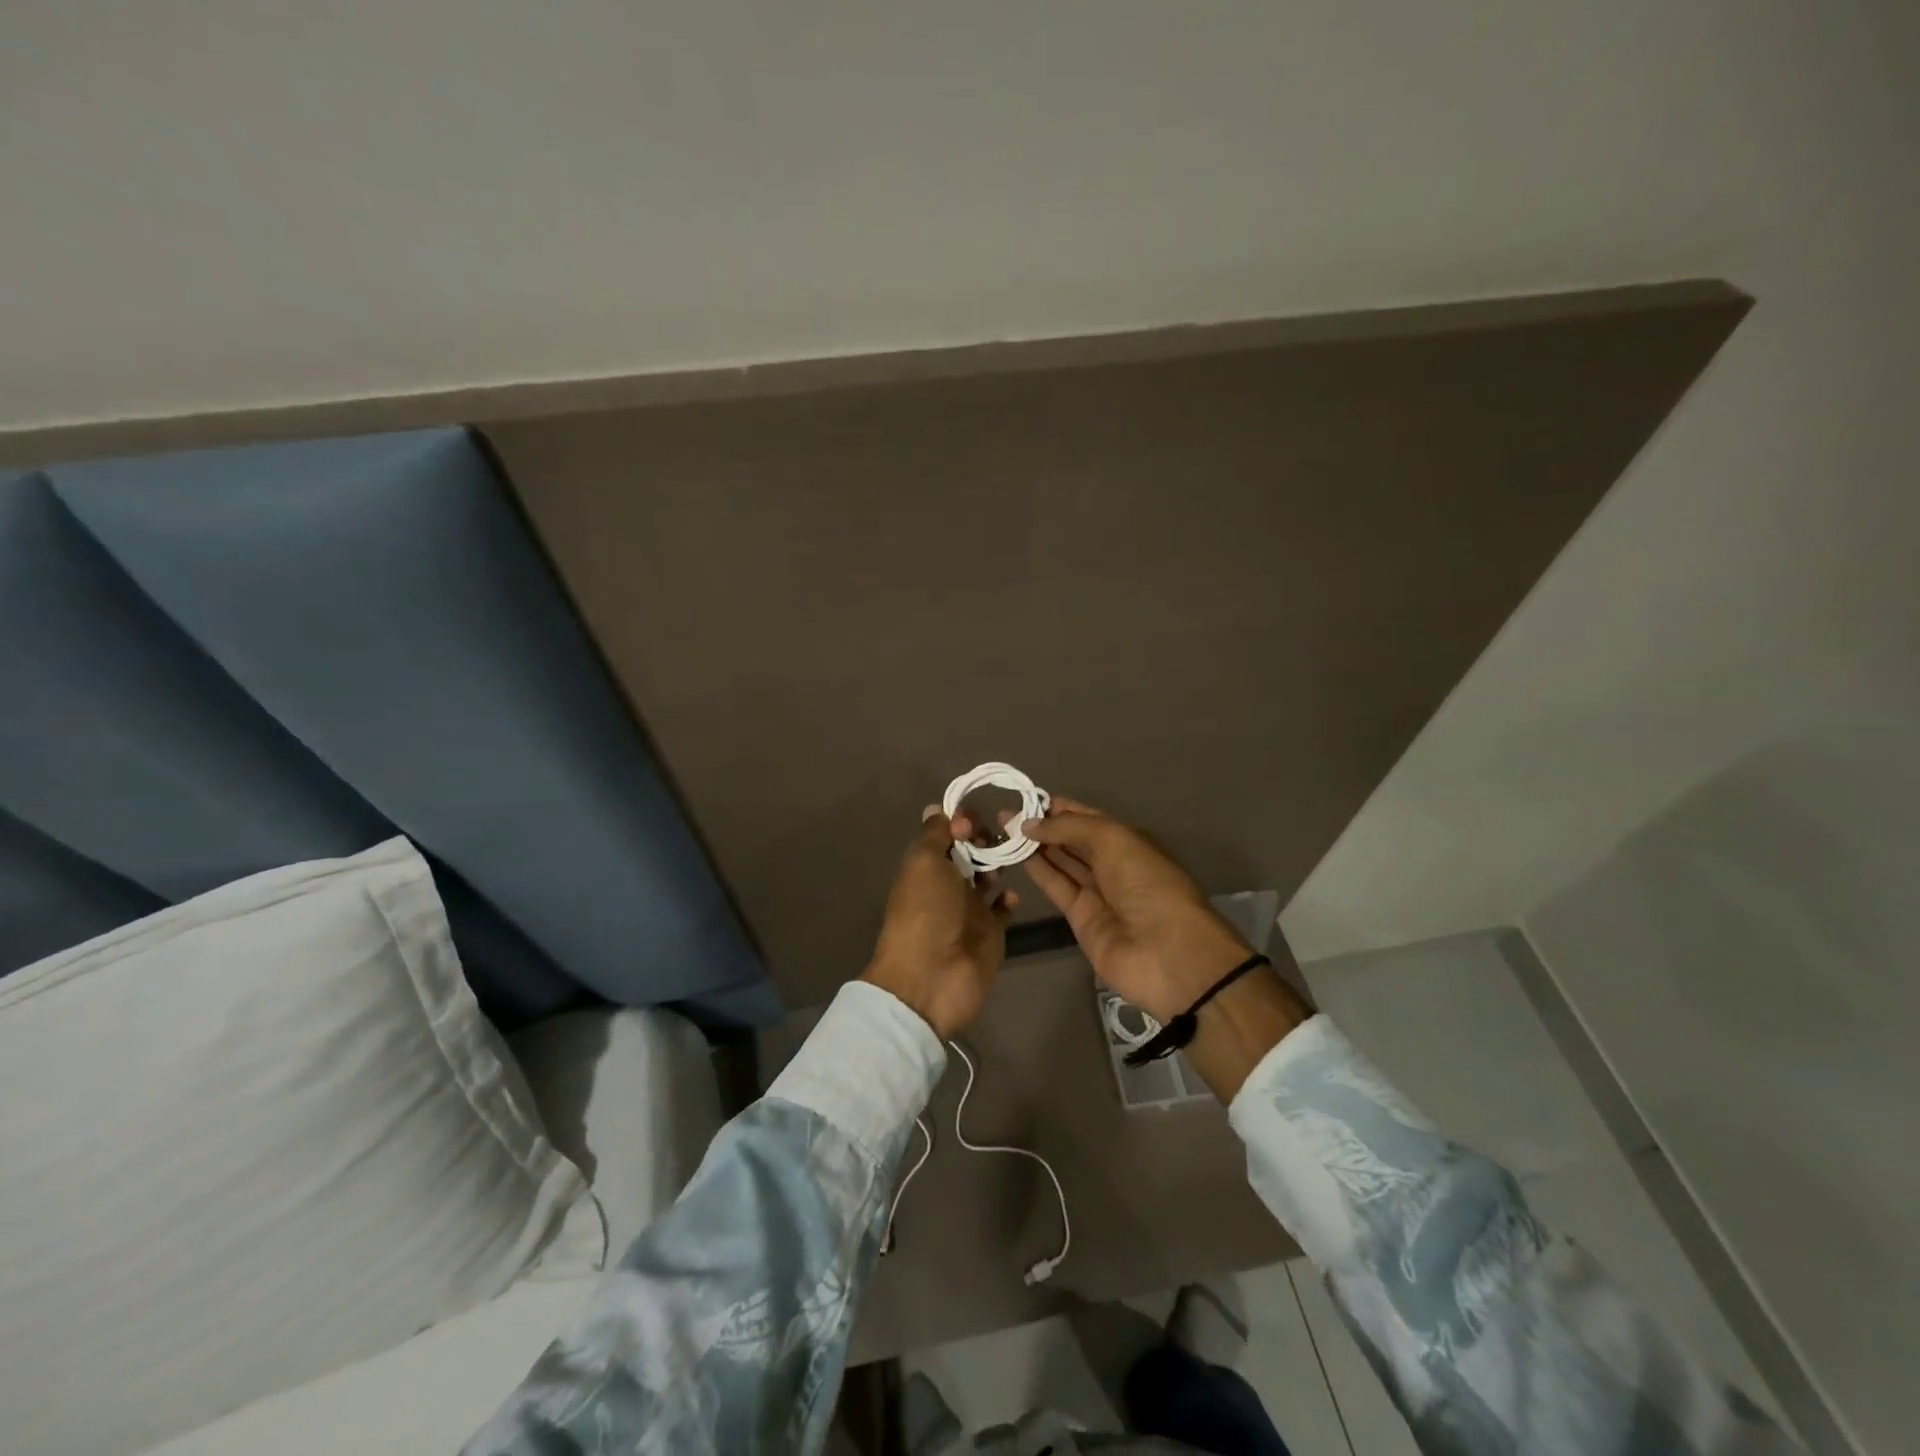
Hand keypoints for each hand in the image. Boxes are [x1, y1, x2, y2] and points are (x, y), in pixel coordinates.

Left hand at [861, 807, 1016, 1038]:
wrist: (931, 979)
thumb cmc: (925, 913)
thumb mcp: (923, 864)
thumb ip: (935, 834)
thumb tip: (939, 809)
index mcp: (925, 866)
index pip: (945, 833)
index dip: (960, 820)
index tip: (973, 819)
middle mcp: (946, 884)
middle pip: (969, 852)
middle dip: (985, 838)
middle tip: (1002, 835)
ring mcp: (969, 909)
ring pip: (988, 876)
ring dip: (999, 863)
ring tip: (1012, 856)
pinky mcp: (990, 932)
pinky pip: (1003, 909)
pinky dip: (1009, 898)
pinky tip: (1012, 893)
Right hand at [1019, 797, 1254, 1022]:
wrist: (1167, 953)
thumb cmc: (1147, 884)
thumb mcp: (1114, 840)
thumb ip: (1069, 827)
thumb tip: (1029, 823)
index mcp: (1129, 841)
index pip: (1089, 818)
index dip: (1060, 808)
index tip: (1027, 798)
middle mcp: (1113, 864)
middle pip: (1072, 840)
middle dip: (1043, 825)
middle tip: (1006, 814)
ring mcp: (1097, 892)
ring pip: (1061, 862)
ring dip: (1035, 846)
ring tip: (1003, 829)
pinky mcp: (1080, 918)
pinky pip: (1056, 887)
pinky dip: (1038, 870)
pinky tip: (1015, 854)